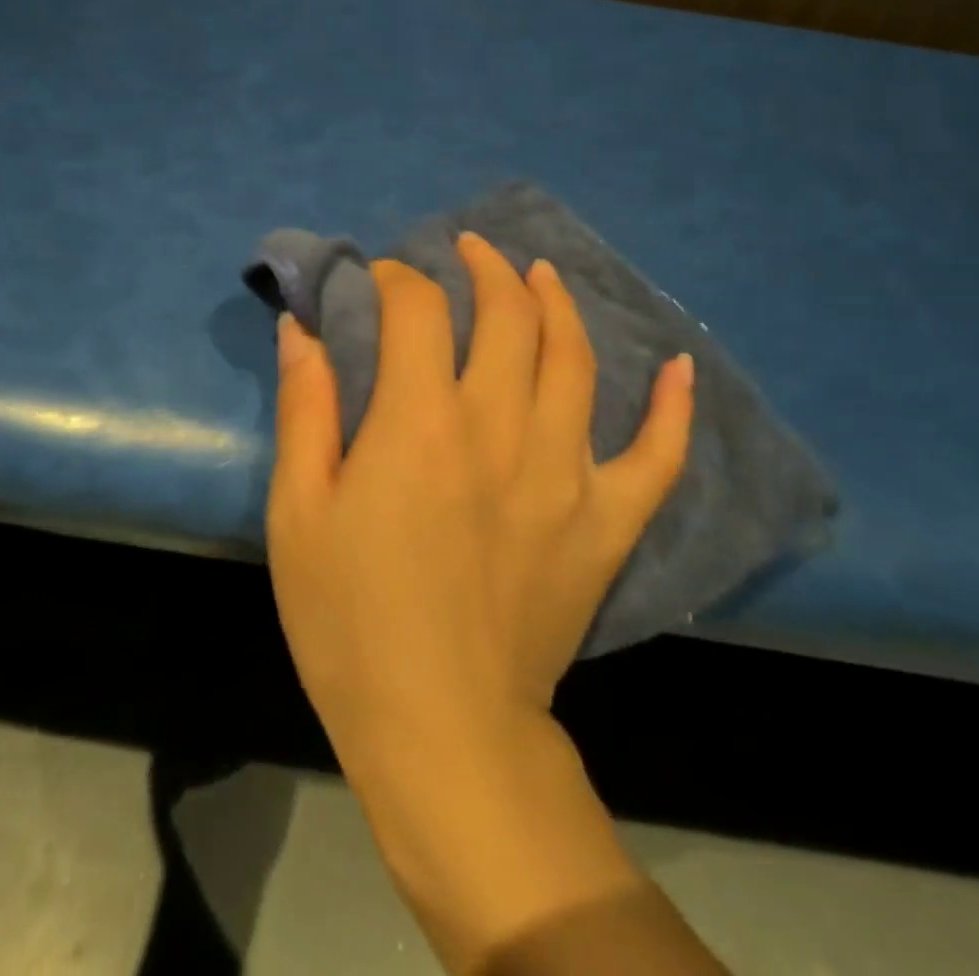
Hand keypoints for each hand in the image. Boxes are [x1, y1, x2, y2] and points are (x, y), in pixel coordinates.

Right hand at [267, 234, 693, 772]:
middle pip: (507, 315)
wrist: (442, 728)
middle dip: (484, 268)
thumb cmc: (351, 621)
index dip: (398, 278)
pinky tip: (679, 366)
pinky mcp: (606, 522)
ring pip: (575, 359)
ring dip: (557, 303)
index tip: (382, 278)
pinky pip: (657, 454)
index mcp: (421, 423)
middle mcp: (501, 428)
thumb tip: (301, 328)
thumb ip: (305, 409)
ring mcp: (566, 472)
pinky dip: (672, 408)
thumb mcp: (299, 512)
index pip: (418, 310)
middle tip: (469, 251)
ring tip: (540, 274)